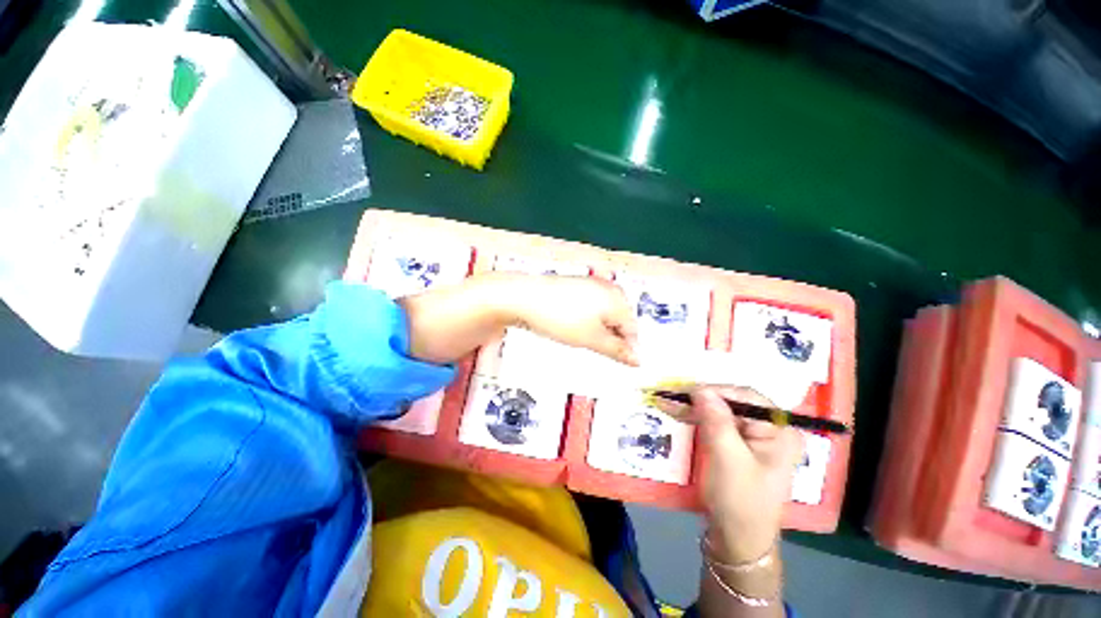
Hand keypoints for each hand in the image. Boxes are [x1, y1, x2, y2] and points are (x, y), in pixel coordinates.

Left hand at [506, 275, 639, 365]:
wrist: (525, 298)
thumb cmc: (559, 316)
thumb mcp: (592, 339)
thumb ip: (617, 350)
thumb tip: (637, 359)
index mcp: (617, 298)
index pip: (633, 329)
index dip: (627, 349)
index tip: (620, 362)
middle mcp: (608, 288)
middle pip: (620, 320)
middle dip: (612, 338)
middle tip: (596, 349)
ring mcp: (592, 285)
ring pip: (604, 314)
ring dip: (599, 330)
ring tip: (582, 338)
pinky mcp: (576, 286)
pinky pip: (591, 307)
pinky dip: (587, 320)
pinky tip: (573, 326)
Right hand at [687, 387, 803, 562]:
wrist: (737, 540)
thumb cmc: (739, 501)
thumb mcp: (728, 459)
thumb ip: (717, 421)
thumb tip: (700, 388)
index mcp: (780, 430)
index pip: (745, 396)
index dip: (714, 390)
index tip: (684, 391)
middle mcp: (770, 429)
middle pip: (731, 402)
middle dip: (700, 399)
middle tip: (670, 396)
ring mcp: (754, 437)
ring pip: (720, 411)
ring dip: (694, 407)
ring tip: (667, 402)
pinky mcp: (739, 445)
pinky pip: (716, 423)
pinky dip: (697, 418)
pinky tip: (679, 414)